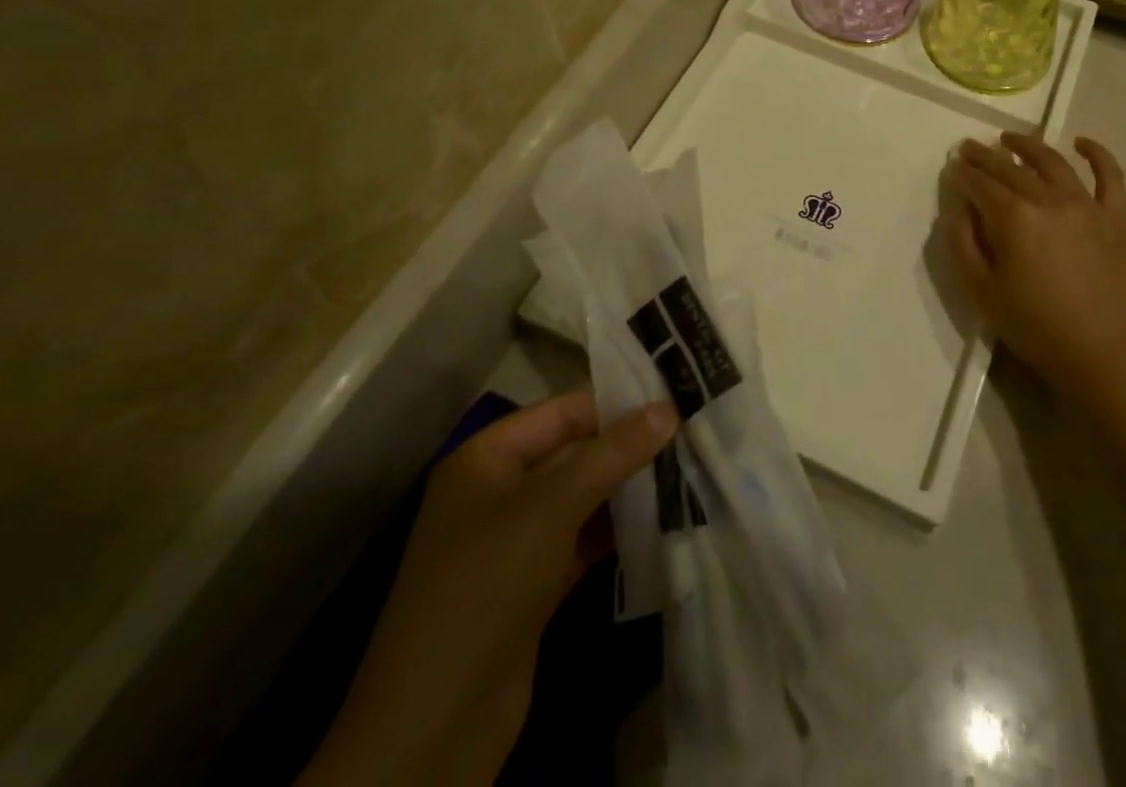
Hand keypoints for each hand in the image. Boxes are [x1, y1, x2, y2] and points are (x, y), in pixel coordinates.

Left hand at [300, 395, 677, 786]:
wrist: (435, 725)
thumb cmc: (487, 585)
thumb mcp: (552, 507)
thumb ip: (613, 453)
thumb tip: (668, 408)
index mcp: (487, 456)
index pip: (563, 412)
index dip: (617, 404)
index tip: (675, 400)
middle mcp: (499, 490)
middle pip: (575, 453)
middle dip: (628, 448)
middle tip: (690, 437)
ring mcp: (515, 540)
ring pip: (582, 498)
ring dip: (628, 490)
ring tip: (686, 472)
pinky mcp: (532, 583)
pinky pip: (582, 539)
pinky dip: (617, 531)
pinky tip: (662, 521)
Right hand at [942, 132, 1125, 395]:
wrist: (1098, 354)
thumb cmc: (1033, 326)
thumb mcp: (982, 290)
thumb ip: (963, 244)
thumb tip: (959, 210)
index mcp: (1014, 218)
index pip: (981, 185)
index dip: (963, 174)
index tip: (952, 166)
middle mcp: (1049, 200)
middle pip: (1011, 168)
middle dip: (985, 156)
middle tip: (969, 147)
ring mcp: (1086, 205)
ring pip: (1053, 162)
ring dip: (1028, 145)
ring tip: (1010, 139)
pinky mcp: (1114, 218)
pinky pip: (1110, 177)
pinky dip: (1098, 155)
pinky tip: (1082, 143)